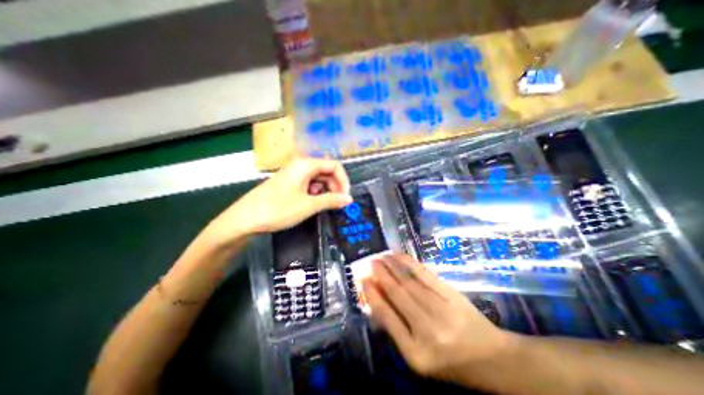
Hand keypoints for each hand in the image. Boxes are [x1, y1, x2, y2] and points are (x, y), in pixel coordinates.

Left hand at [206, 157, 351, 244]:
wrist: (246, 218)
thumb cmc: (279, 209)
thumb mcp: (309, 205)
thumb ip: (331, 200)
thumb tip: (349, 199)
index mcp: (306, 165)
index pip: (334, 166)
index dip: (344, 181)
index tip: (346, 197)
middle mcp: (301, 165)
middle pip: (326, 171)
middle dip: (335, 186)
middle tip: (338, 203)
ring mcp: (294, 173)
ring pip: (318, 178)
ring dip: (326, 190)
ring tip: (325, 205)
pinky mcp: (289, 182)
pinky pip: (308, 183)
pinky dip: (315, 192)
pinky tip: (313, 203)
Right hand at [363, 255, 515, 381]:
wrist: (493, 360)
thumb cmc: (451, 362)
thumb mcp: (419, 356)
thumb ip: (397, 330)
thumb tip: (377, 300)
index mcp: (415, 353)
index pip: (387, 317)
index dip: (373, 296)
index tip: (364, 280)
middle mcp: (426, 330)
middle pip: (397, 295)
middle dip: (381, 275)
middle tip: (371, 262)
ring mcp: (441, 310)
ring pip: (409, 282)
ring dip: (393, 267)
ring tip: (382, 257)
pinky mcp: (452, 296)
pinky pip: (425, 276)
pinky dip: (410, 264)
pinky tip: (400, 256)